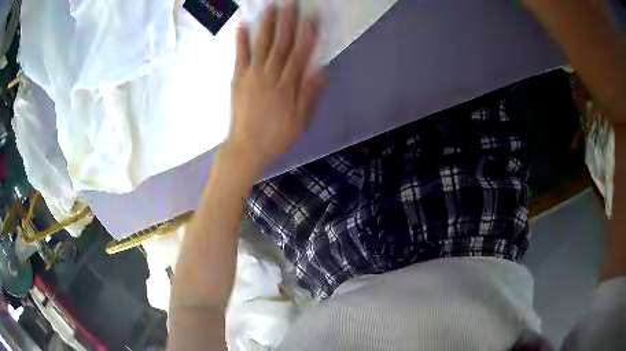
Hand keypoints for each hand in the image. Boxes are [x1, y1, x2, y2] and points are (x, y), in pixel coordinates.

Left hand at [226, 1, 326, 170]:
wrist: (246, 148)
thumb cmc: (277, 136)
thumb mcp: (301, 121)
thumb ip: (310, 94)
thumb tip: (322, 70)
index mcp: (288, 85)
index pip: (301, 54)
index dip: (308, 34)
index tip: (312, 17)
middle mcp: (271, 75)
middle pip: (282, 43)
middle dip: (288, 20)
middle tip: (291, 2)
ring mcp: (252, 75)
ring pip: (262, 44)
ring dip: (267, 23)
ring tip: (271, 6)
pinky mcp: (238, 79)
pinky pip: (240, 56)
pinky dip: (241, 40)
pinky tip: (242, 25)